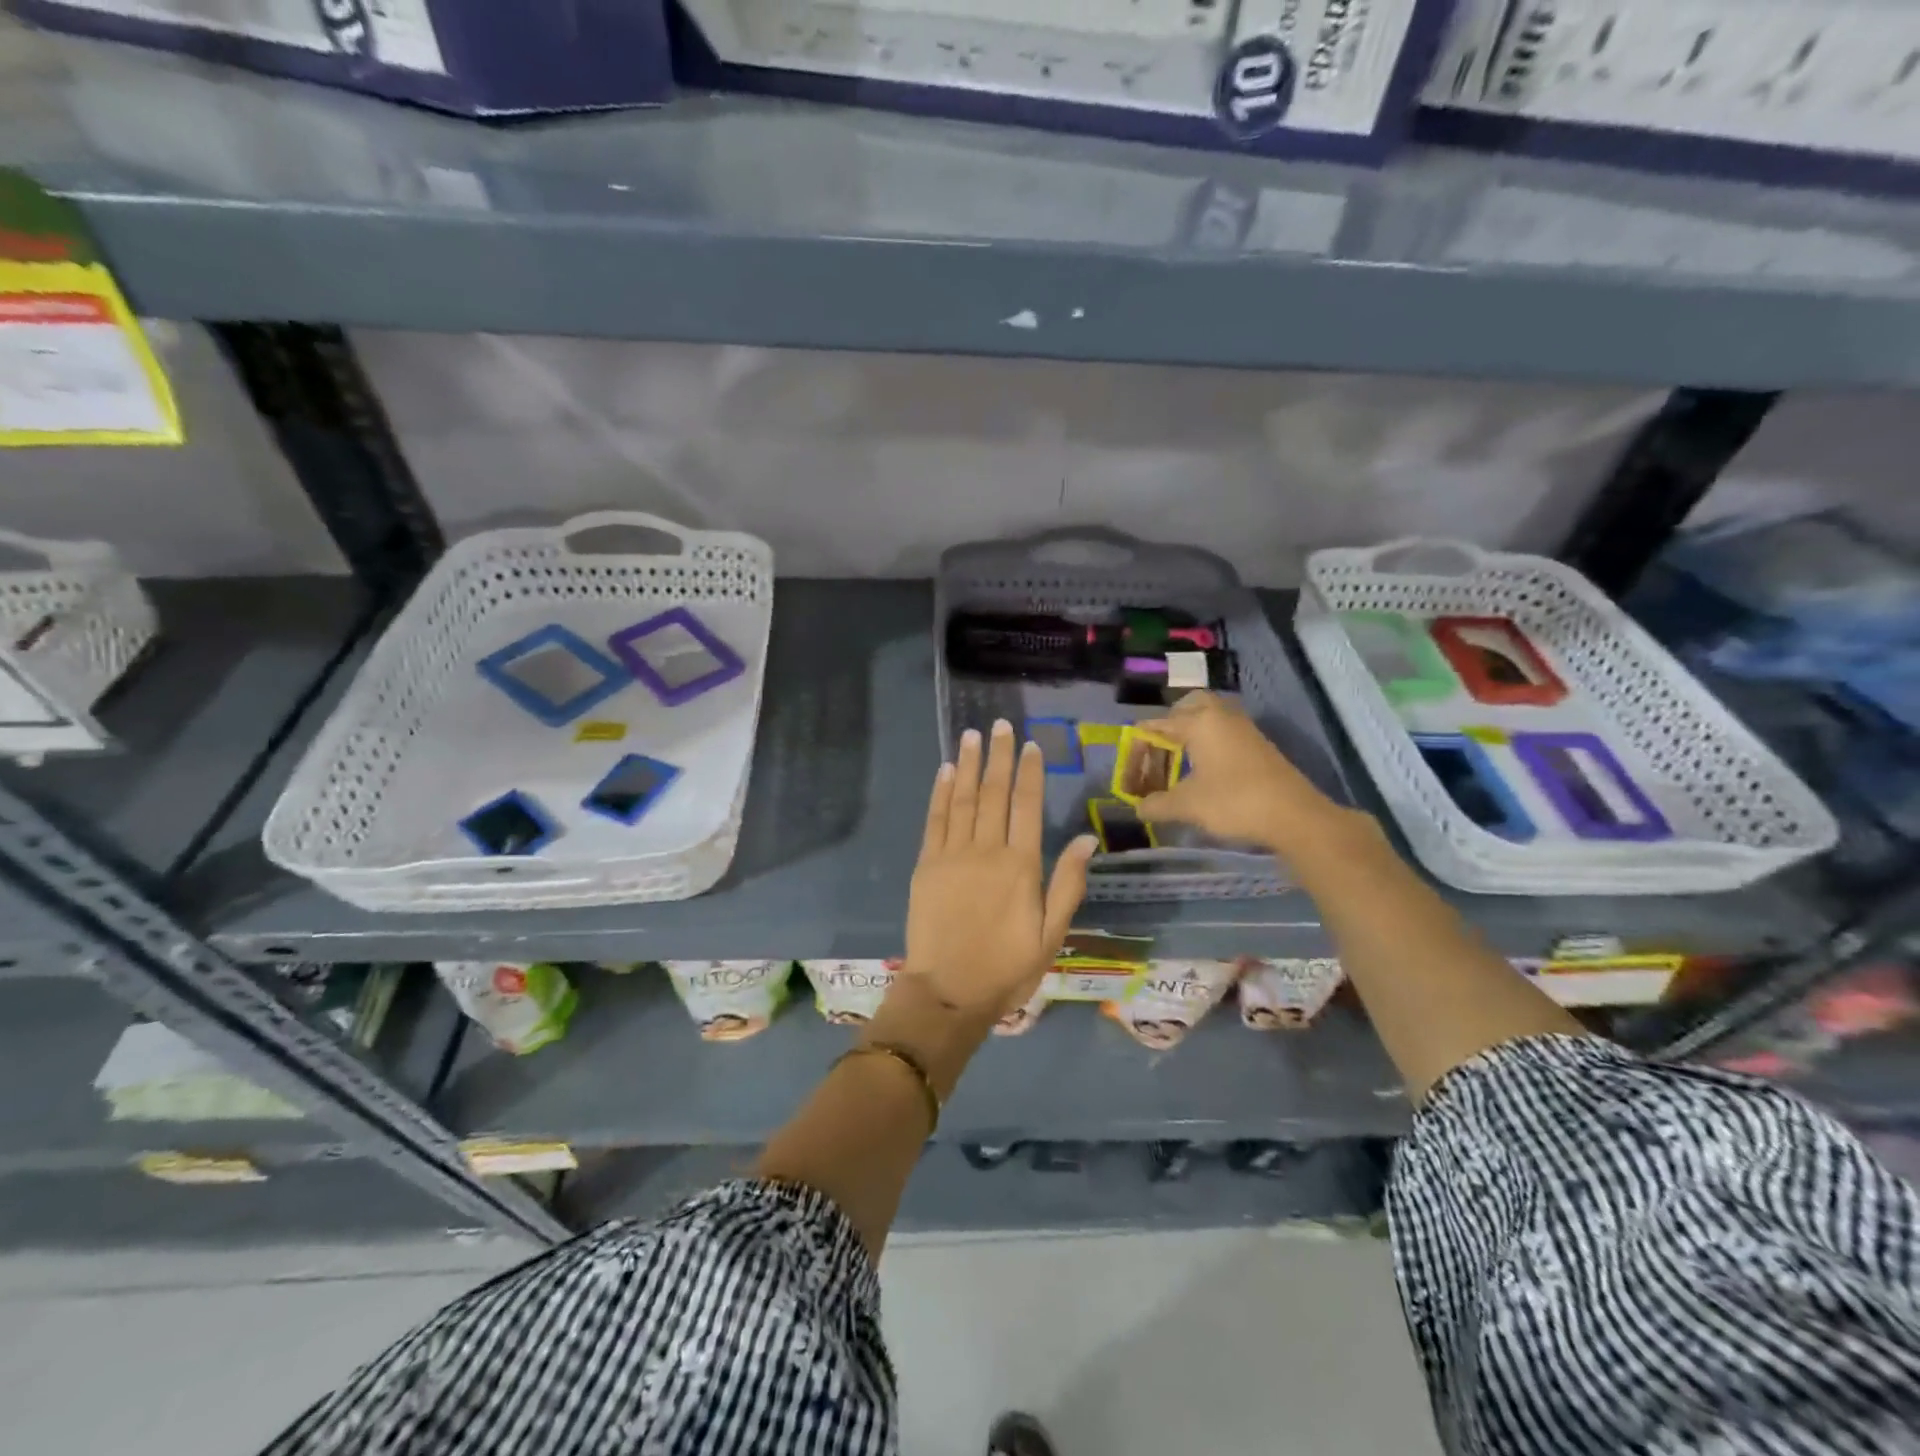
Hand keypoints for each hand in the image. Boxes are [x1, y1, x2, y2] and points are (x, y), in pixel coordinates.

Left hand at [903, 719, 1095, 1021]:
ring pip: (963, 798)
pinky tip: (946, 770)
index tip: (1030, 745)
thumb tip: (1085, 838)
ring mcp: (952, 855)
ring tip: (973, 735)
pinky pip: (935, 820)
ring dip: (969, 764)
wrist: (948, 992)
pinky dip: (941, 792)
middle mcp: (987, 851)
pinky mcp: (927, 865)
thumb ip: (1068, 884)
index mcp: (1021, 866)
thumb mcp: (1052, 934)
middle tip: (1000, 724)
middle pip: (994, 793)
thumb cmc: (1007, 968)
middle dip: (999, 756)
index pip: (1027, 805)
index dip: (1029, 772)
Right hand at [1134, 692, 1352, 856]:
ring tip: (1175, 769)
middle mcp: (1220, 716)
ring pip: (1207, 720)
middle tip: (1155, 756)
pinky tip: (1201, 774)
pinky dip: (1205, 747)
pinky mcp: (1257, 745)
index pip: (1154, 727)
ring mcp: (1243, 729)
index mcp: (1199, 722)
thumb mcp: (1187, 805)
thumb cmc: (1234, 802)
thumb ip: (1156, 804)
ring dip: (1187, 738)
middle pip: (1185, 709)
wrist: (1295, 816)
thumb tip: (1139, 808)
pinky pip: (1222, 734)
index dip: (1136, 754)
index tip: (1128, 782)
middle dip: (1165, 730)